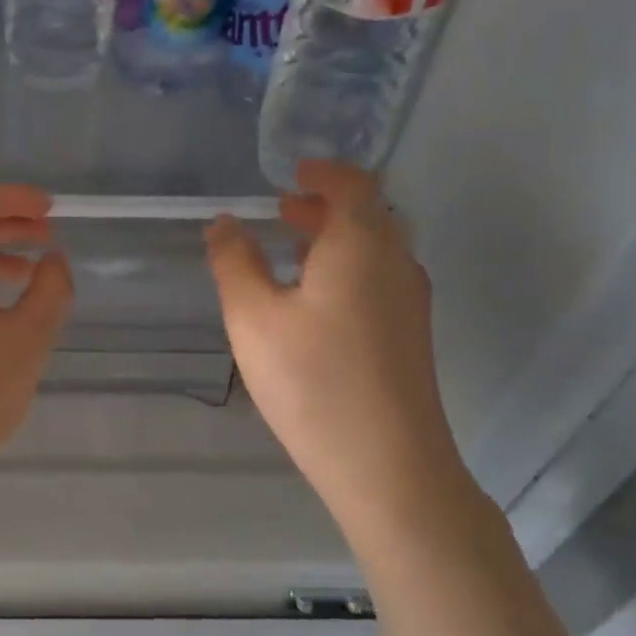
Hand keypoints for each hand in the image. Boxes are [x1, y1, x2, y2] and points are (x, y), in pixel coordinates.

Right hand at [206, 161, 471, 543]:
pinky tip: (315, 302)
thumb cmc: (312, 381)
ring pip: (376, 250)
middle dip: (325, 206)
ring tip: (292, 252)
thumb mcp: (253, 318)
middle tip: (283, 210)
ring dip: (336, 240)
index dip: (322, 172)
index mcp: (361, 244)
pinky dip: (348, 269)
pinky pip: (379, 279)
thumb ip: (235, 263)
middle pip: (368, 215)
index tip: (291, 173)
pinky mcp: (410, 336)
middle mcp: (396, 262)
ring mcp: (410, 301)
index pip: (352, 184)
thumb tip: (225, 223)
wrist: (387, 463)